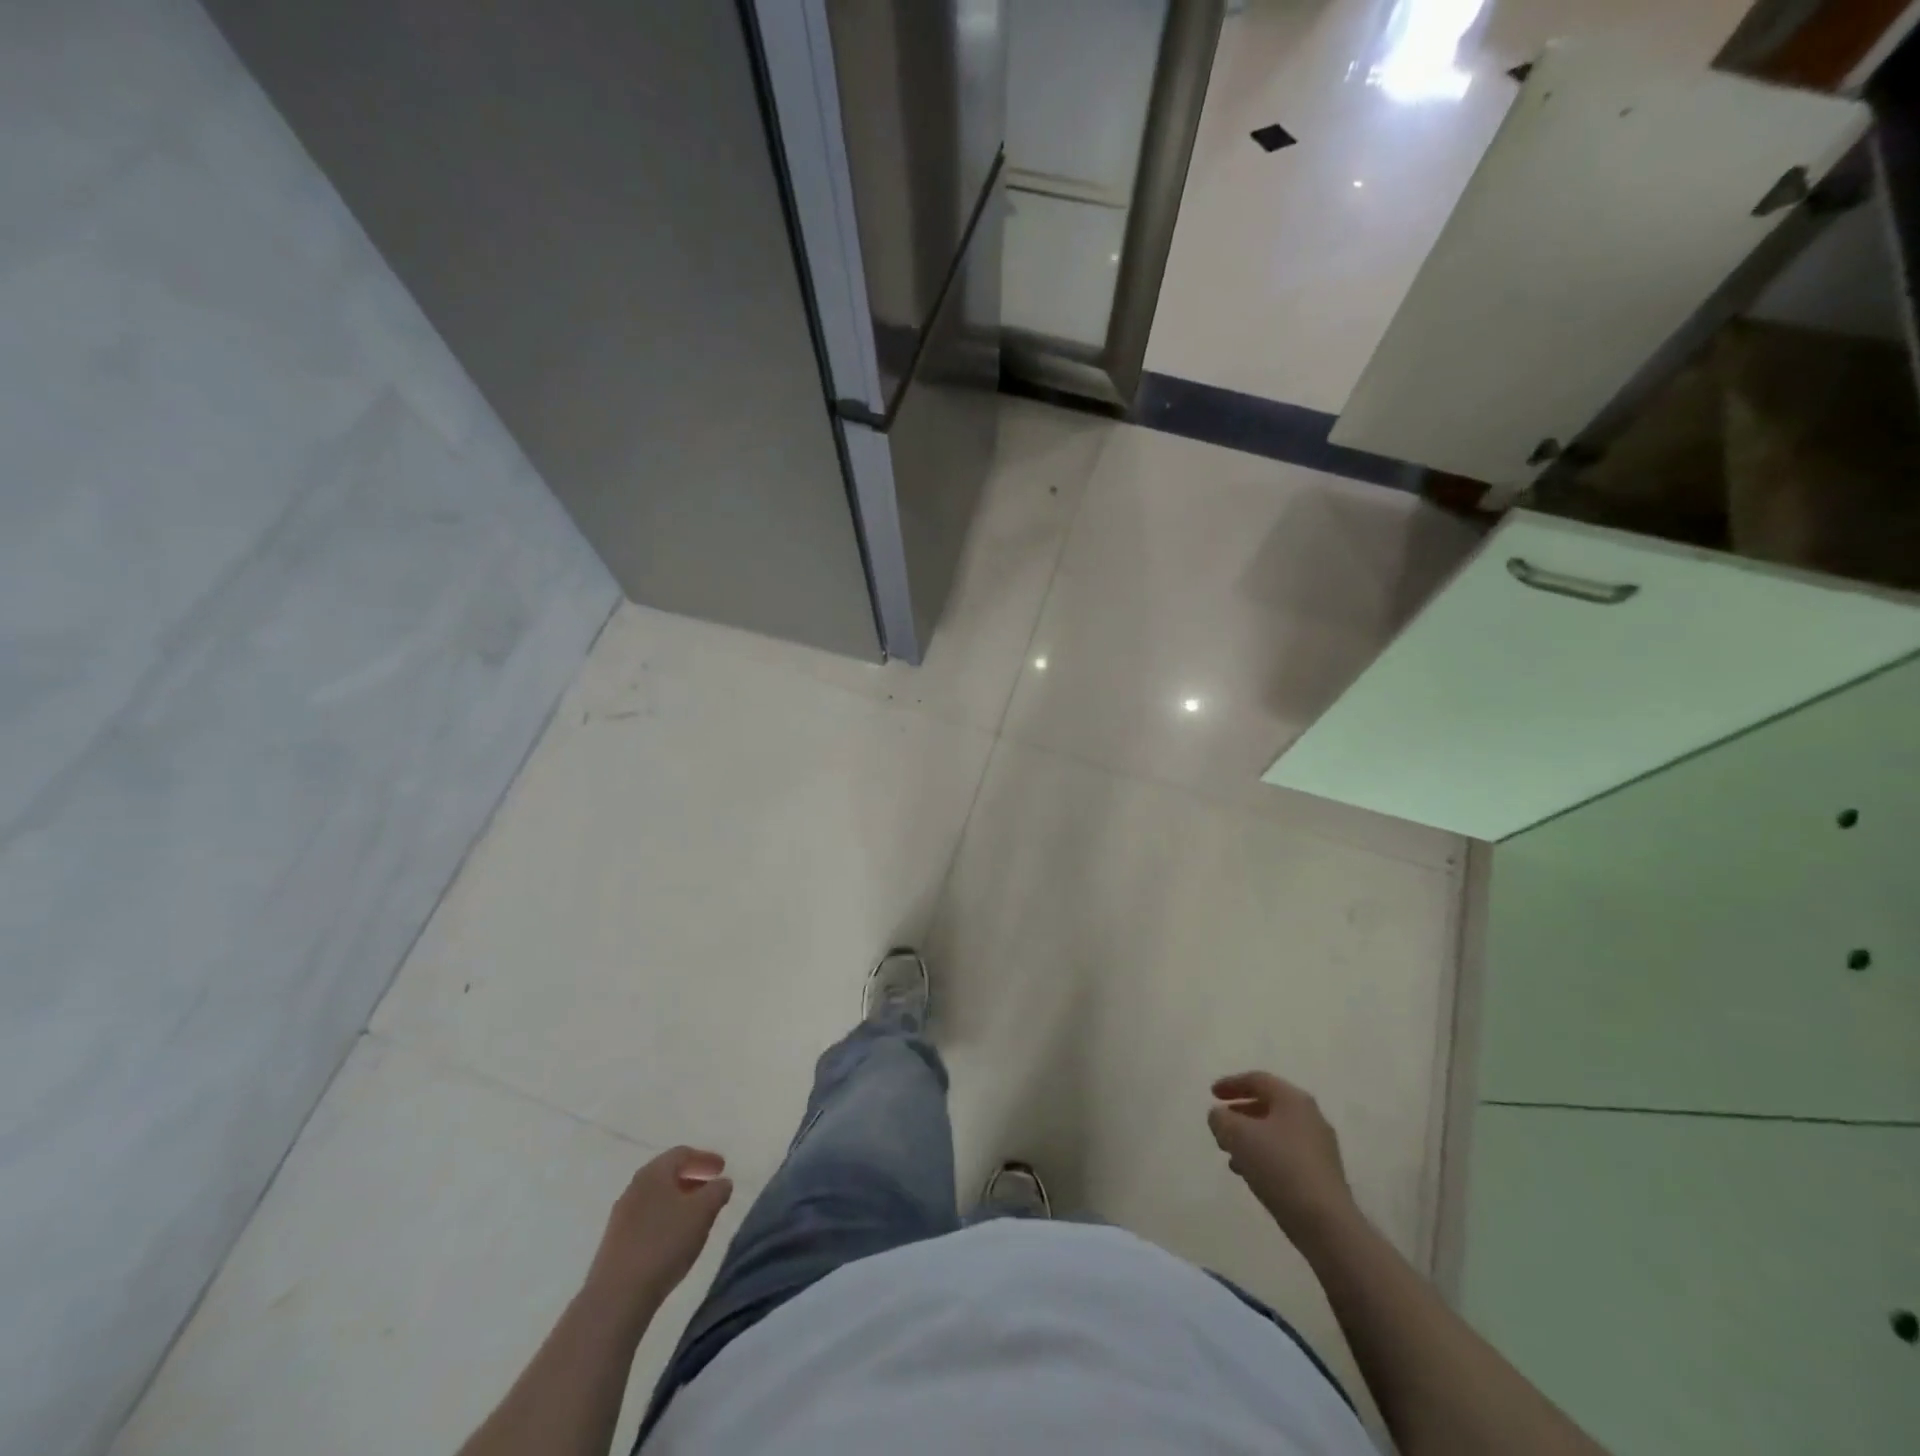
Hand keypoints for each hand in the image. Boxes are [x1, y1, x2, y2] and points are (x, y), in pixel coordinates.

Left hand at [584, 1146, 733, 1316]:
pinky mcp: (615, 1242)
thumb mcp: (703, 1212)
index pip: (682, 1153)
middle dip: (691, 1178)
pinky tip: (674, 1238)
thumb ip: (717, 1191)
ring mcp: (621, 1216)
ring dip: (678, 1200)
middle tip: (710, 1188)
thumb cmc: (664, 1243)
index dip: (705, 1158)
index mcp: (654, 1172)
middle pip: (667, 1174)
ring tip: (696, 1216)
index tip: (722, 1168)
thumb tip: (722, 1182)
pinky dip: (665, 1219)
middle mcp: (634, 1187)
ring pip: (656, 1198)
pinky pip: (646, 1219)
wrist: (617, 1296)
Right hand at [1208, 1072, 1355, 1240]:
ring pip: (1276, 1131)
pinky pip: (1286, 1154)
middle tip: (1220, 1124)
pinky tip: (1250, 1173)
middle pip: (1268, 1105)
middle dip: (1240, 1113)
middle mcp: (1310, 1116)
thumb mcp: (1237, 1135)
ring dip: (1250, 1137)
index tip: (1211, 1095)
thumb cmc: (1279, 1166)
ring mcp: (1319, 1147)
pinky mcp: (1321, 1174)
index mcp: (1293, 1099)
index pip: (1257, 1080)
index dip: (1231, 1084)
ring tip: (1229, 1154)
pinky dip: (1264, 1156)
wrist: (1325, 1222)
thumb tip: (1220, 1116)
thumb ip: (1221, 1119)